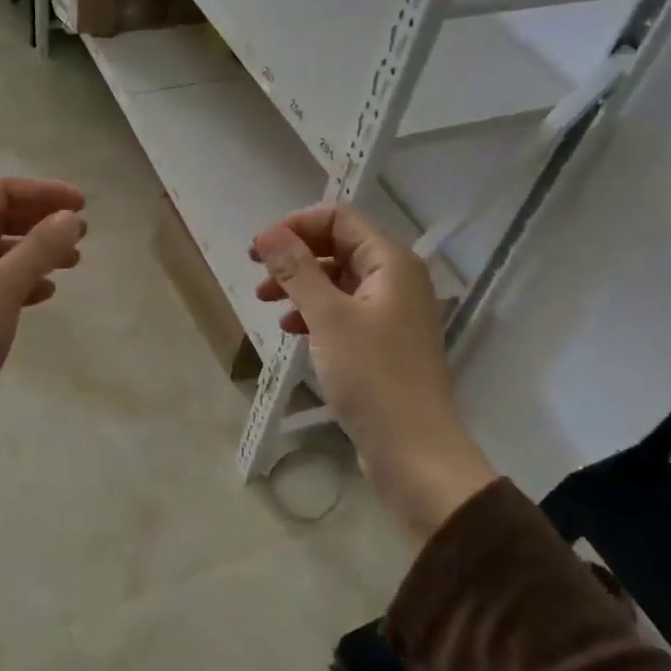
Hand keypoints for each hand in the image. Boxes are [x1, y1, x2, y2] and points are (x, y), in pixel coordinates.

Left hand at [0, 178, 86, 466]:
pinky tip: (44, 295)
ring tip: (72, 263)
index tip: (82, 206)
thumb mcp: (1, 289)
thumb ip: (39, 249)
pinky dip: (22, 283)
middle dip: (42, 221)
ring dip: (36, 252)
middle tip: (82, 234)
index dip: (43, 192)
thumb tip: (70, 217)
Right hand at [252, 205, 495, 539]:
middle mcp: (396, 279)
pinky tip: (291, 329)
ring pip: (338, 280)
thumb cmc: (373, 376)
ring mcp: (391, 312)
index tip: (259, 248)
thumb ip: (298, 271)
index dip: (297, 226)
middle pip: (339, 246)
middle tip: (256, 271)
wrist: (414, 452)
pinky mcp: (383, 342)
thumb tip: (269, 234)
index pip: (340, 218)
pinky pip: (344, 311)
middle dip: (295, 255)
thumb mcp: (328, 317)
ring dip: (300, 284)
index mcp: (391, 262)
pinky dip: (315, 312)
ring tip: (264, 300)